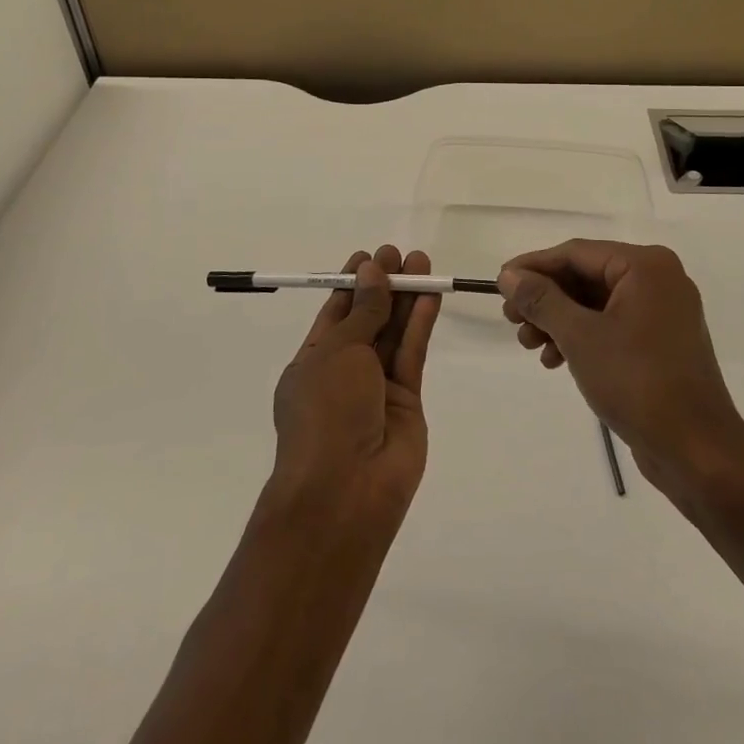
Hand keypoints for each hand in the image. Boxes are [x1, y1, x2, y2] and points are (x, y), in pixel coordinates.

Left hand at [269, 245, 441, 530]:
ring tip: (422, 262)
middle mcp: (344, 371)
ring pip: (394, 333)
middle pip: (369, 318)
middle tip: (402, 254)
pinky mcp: (408, 401)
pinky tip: (430, 296)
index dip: (353, 283)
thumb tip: (372, 271)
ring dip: (406, 298)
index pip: (336, 312)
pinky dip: (420, 324)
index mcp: (313, 360)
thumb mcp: (338, 351)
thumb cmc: (326, 411)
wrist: (345, 489)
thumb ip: (364, 311)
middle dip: (384, 285)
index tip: (370, 256)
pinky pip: (412, 354)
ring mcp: (376, 388)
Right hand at [499, 240, 743, 495]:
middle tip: (511, 321)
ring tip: (529, 345)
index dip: (533, 267)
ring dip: (559, 320)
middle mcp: (658, 279)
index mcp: (646, 266)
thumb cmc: (638, 382)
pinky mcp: (661, 342)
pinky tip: (556, 359)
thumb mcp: (580, 336)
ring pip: (596, 303)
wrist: (698, 452)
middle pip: (585, 276)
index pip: (576, 253)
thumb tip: (509, 275)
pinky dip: (582, 337)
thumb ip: (541, 299)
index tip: (499, 285)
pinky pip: (612, 325)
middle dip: (545, 299)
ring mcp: (663, 312)